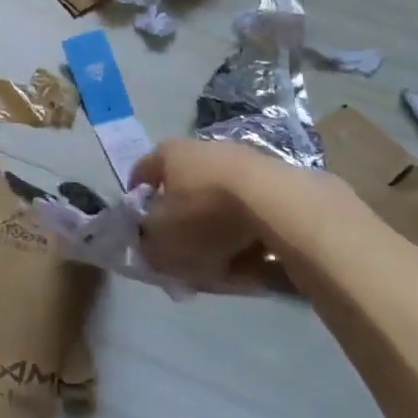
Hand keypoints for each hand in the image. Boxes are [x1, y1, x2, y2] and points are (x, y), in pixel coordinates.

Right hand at [131, 139, 349, 292]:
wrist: (278, 206)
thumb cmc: (204, 215)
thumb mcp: (162, 240)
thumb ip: (148, 244)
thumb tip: (149, 245)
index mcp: (168, 153)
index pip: (143, 172)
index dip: (138, 201)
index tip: (141, 228)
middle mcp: (202, 149)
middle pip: (185, 189)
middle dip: (183, 223)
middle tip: (185, 255)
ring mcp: (242, 161)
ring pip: (220, 204)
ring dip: (218, 233)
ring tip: (224, 268)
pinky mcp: (276, 181)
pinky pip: (253, 214)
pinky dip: (250, 237)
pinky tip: (255, 265)